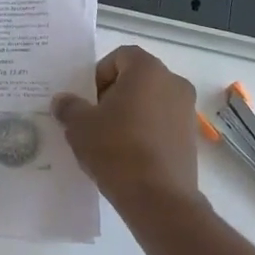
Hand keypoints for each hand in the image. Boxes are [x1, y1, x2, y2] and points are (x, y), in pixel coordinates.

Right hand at [52, 46, 203, 217]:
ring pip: (150, 102)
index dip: (99, 74)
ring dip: (130, 114)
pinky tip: (128, 156)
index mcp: (148, 70)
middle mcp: (173, 83)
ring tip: (109, 141)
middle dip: (114, 95)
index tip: (88, 100)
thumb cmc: (116, 149)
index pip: (120, 56)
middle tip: (94, 120)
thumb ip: (69, 107)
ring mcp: (186, 111)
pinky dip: (145, 132)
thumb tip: (63, 101)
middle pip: (137, 78)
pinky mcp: (191, 138)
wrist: (158, 199)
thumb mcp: (79, 126)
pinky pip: (162, 124)